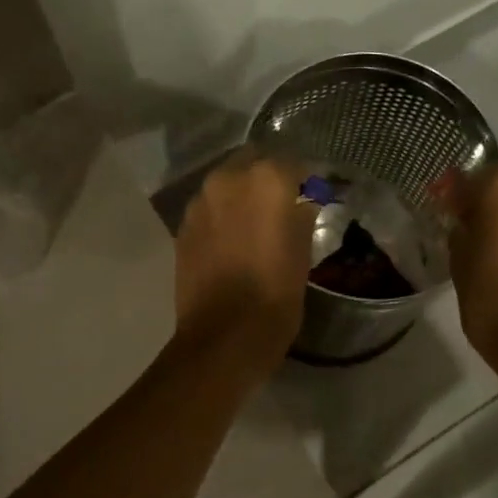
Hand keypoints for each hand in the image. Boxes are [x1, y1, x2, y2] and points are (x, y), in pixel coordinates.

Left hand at [173, 151, 316, 373]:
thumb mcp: (303, 249)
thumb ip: (303, 211)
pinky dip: (223, 216)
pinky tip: (232, 240)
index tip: (314, 198)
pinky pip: (209, 209)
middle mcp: (229, 178)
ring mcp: (201, 201)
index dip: (306, 182)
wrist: (225, 334)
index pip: (295, 164)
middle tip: (284, 207)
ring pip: (227, 184)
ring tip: (256, 224)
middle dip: (269, 180)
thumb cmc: (277, 292)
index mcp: (269, 178)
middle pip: (255, 163)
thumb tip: (305, 197)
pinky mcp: (183, 225)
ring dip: (242, 195)